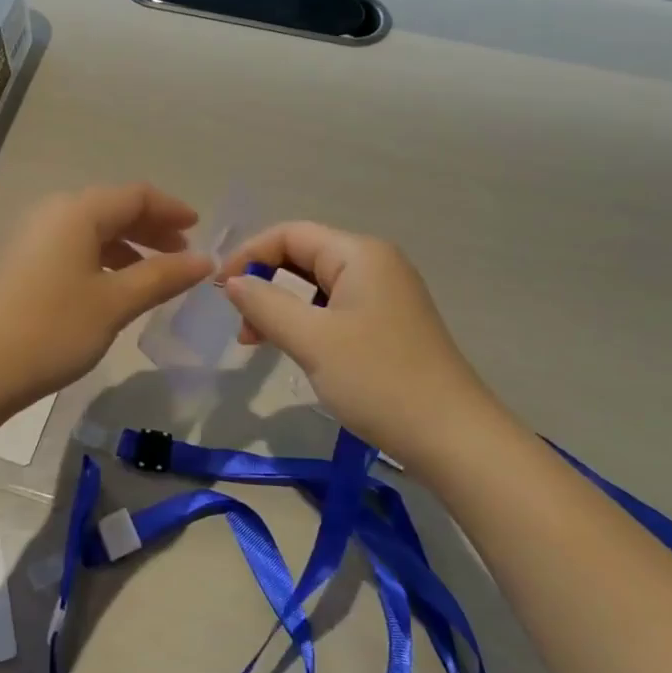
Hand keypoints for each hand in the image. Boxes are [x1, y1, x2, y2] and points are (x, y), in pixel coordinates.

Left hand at [0, 185, 214, 411]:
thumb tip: (204, 260)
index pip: (136, 195)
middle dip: (150, 228)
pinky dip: (98, 258)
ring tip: (151, 276)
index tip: (199, 229)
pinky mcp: (15, 262)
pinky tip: (109, 288)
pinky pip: (68, 246)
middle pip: (111, 208)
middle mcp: (50, 212)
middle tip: (181, 255)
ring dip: (125, 246)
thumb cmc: (52, 329)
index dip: (171, 209)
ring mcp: (28, 236)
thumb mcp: (115, 303)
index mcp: (76, 211)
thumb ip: (162, 277)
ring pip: (89, 229)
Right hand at [219, 222, 497, 463]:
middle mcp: (375, 264)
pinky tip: (295, 349)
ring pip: (318, 286)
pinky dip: (307, 323)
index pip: (291, 234)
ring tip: (259, 343)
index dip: (249, 255)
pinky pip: (335, 309)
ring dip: (283, 307)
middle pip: (304, 257)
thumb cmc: (378, 380)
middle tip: (240, 326)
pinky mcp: (389, 324)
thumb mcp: (312, 340)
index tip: (219, 292)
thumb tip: (232, 282)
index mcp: (360, 254)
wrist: (452, 438)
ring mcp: (385, 295)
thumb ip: (266, 305)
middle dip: (265, 283)